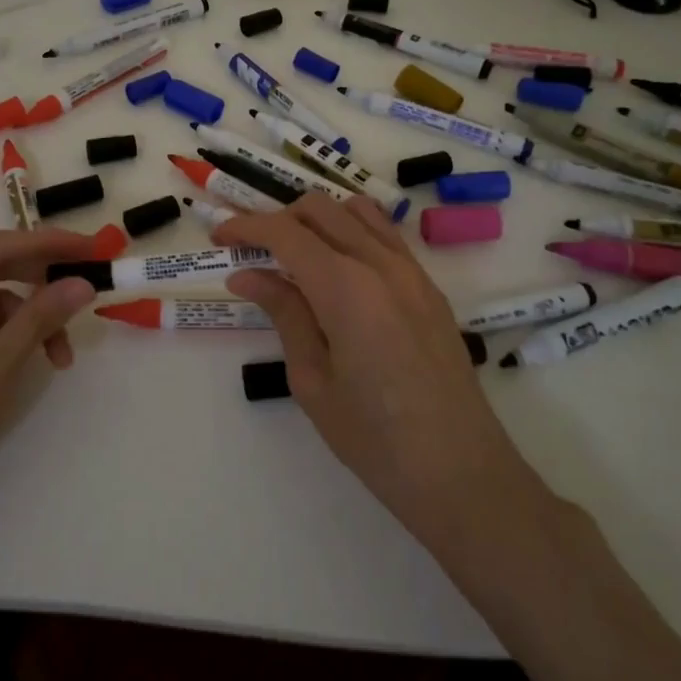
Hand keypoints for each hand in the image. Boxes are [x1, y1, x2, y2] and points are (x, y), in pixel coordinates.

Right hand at [213, 198, 556, 558]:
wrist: (460, 471)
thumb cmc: (374, 438)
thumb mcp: (312, 379)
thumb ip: (284, 314)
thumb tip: (246, 274)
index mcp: (345, 286)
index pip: (285, 232)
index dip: (246, 226)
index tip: (219, 236)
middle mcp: (380, 263)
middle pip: (320, 208)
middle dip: (278, 218)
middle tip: (251, 250)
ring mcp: (411, 270)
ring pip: (356, 211)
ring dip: (317, 219)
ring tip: (294, 255)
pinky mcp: (428, 286)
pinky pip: (384, 235)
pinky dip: (351, 231)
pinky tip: (337, 268)